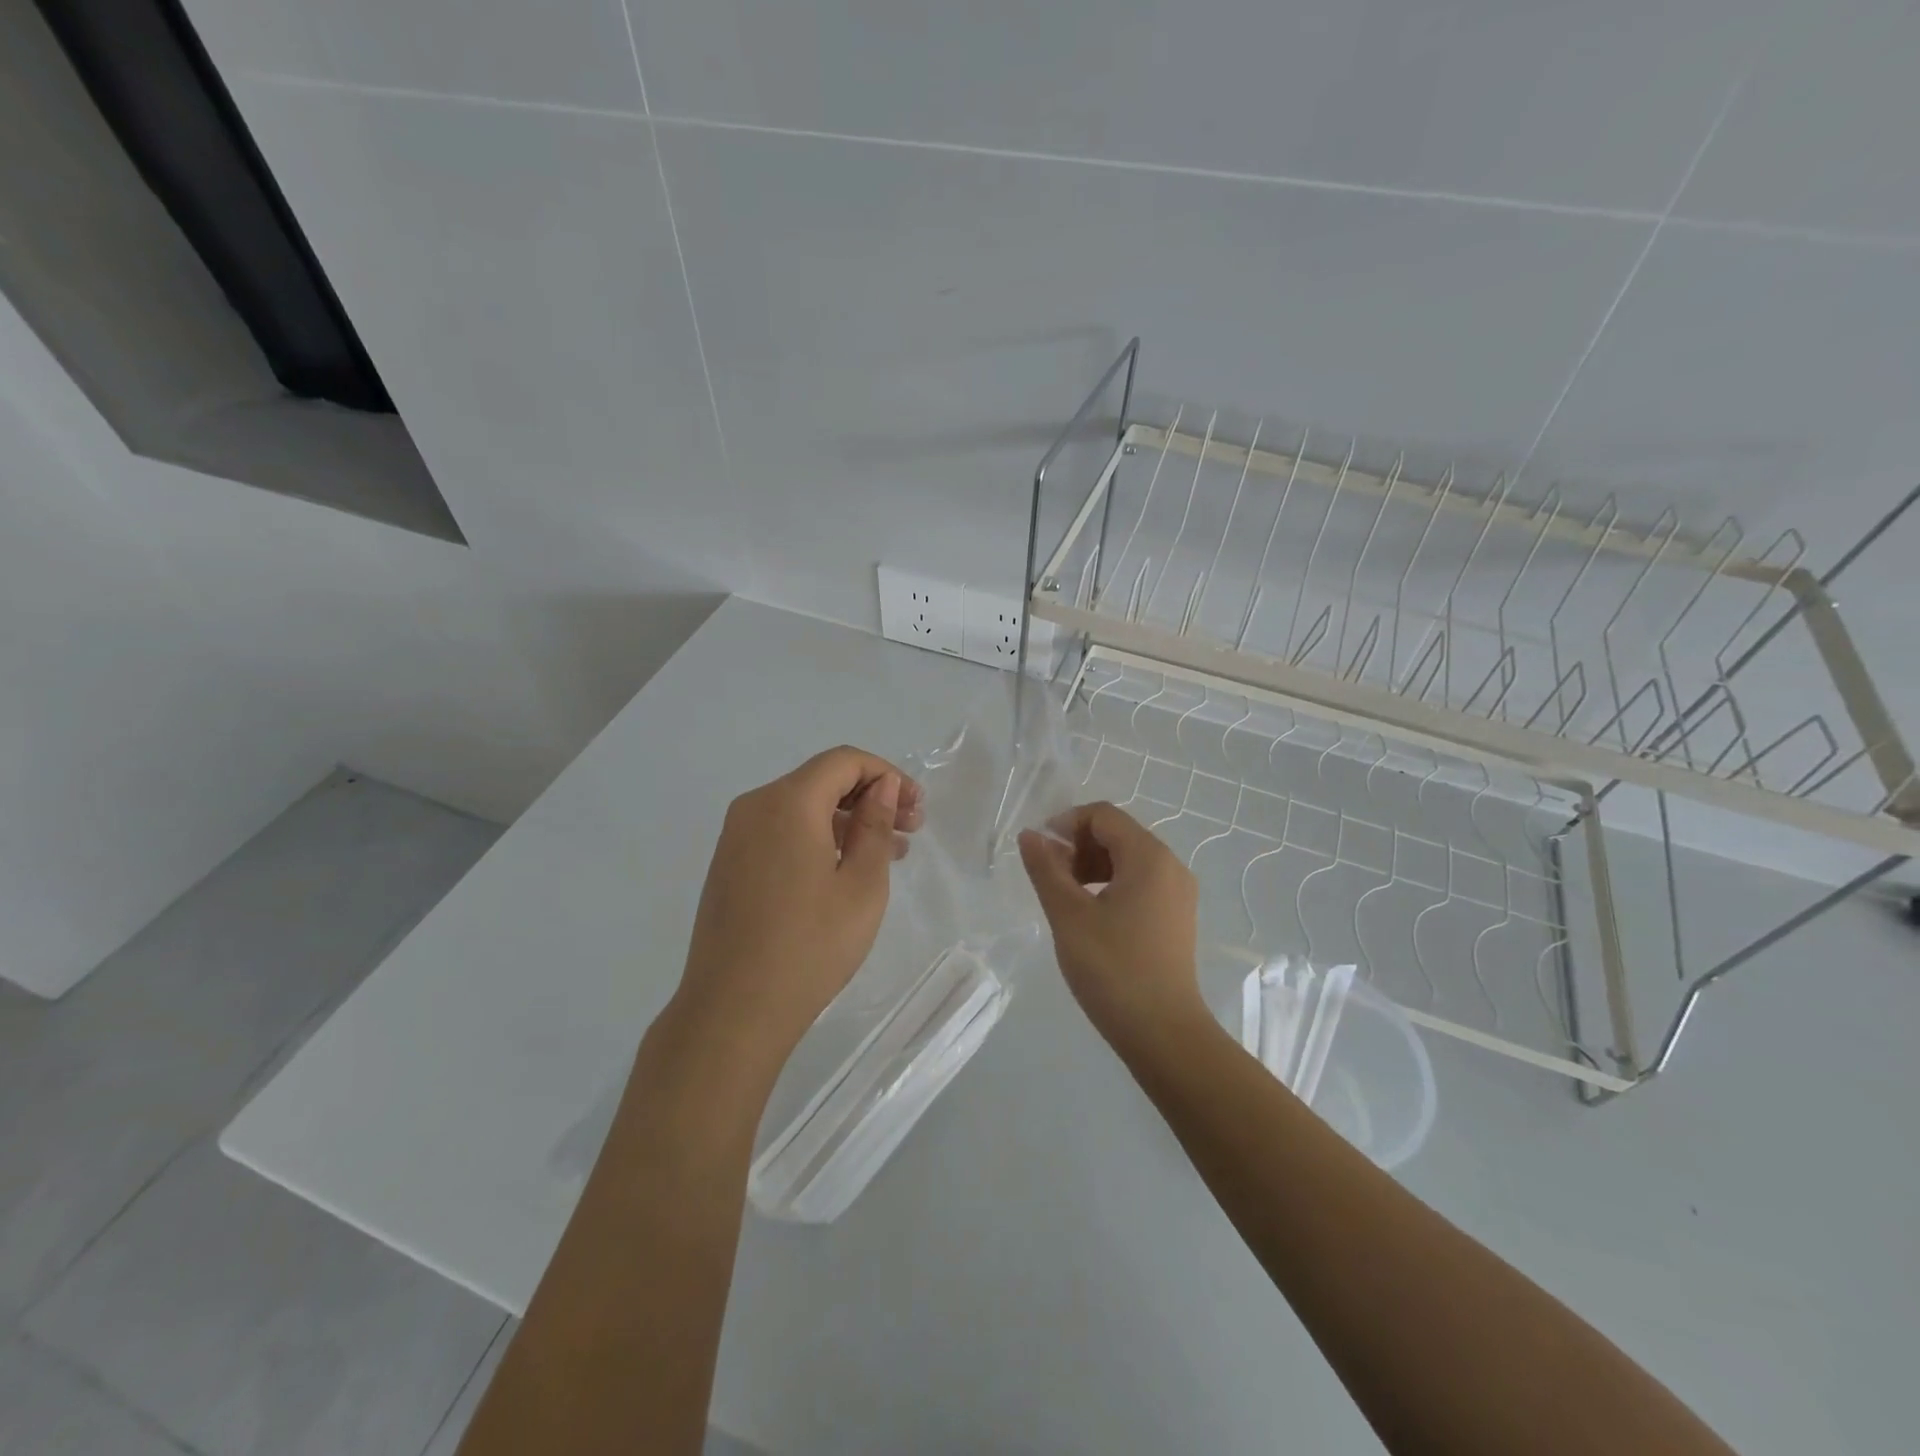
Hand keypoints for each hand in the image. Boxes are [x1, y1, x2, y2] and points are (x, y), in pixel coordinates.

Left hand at [671, 746, 924, 1070]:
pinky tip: (844, 871)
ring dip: (847, 821)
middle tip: (911, 831)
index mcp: (787, 802)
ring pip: (802, 808)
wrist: (732, 1011)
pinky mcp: (729, 865)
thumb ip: (875, 826)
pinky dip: (818, 838)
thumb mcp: (861, 885)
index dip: (887, 775)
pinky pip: (781, 832)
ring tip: (889, 855)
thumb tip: (883, 787)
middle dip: (870, 798)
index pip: (844, 761)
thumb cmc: (809, 946)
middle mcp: (755, 807)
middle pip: (821, 780)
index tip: (917, 809)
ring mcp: (736, 837)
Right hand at [1018, 802, 1204, 1050]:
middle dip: (1078, 845)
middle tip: (1050, 877)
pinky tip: (1090, 915)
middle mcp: (1170, 865)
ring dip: (1092, 865)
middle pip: (1118, 833)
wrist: (1163, 1032)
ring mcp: (1177, 893)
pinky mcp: (1176, 917)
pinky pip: (1140, 882)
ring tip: (1066, 897)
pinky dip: (1111, 885)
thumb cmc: (1112, 968)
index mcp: (1149, 857)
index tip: (1040, 852)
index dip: (1066, 823)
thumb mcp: (1068, 915)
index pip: (1103, 815)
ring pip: (1128, 859)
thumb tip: (1030, 835)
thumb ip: (1046, 869)